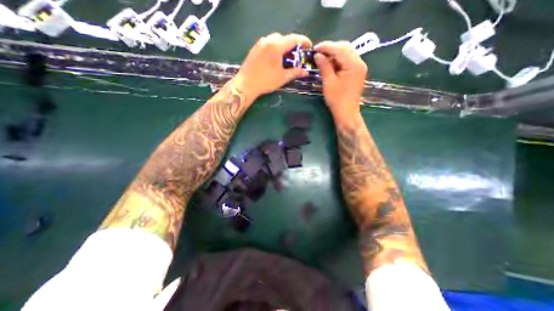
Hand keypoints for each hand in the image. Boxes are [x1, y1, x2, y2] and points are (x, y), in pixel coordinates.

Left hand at [233, 32, 310, 101]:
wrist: (246, 84)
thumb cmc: (266, 81)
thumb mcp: (283, 77)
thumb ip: (295, 72)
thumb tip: (306, 72)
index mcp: (276, 46)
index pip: (294, 39)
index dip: (304, 42)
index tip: (309, 47)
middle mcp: (268, 40)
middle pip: (284, 38)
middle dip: (293, 45)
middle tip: (296, 56)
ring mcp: (260, 43)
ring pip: (275, 39)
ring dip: (283, 46)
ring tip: (286, 58)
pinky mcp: (255, 48)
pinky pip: (268, 43)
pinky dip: (275, 48)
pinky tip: (275, 59)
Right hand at [316, 41, 366, 121]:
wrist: (346, 113)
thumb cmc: (337, 99)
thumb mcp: (328, 82)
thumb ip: (324, 66)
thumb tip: (317, 55)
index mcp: (354, 64)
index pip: (339, 49)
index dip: (326, 47)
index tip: (314, 48)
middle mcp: (359, 62)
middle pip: (345, 48)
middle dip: (330, 49)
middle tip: (317, 54)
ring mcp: (359, 67)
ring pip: (346, 53)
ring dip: (334, 54)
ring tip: (322, 59)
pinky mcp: (356, 72)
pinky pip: (347, 61)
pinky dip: (338, 61)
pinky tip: (330, 65)